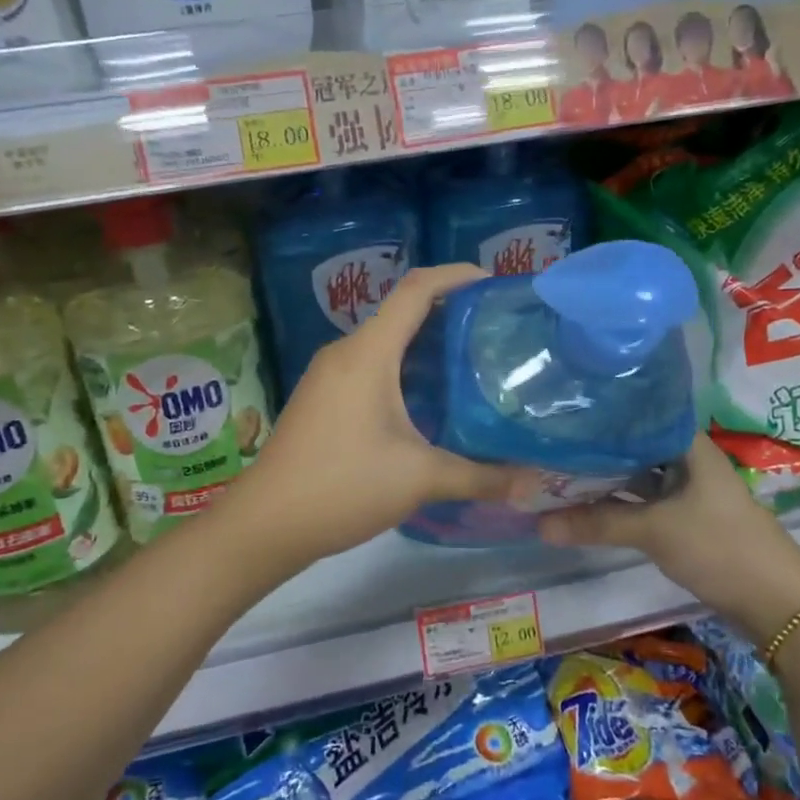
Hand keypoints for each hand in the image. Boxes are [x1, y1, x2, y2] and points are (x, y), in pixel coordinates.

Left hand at [211, 265, 525, 575]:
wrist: (265, 523)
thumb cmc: (342, 485)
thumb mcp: (419, 478)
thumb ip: (479, 476)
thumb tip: (534, 483)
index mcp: (368, 352)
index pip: (416, 289)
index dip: (456, 276)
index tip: (494, 282)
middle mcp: (346, 352)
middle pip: (402, 312)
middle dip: (449, 313)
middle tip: (495, 331)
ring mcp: (329, 375)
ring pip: (386, 342)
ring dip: (426, 345)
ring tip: (472, 363)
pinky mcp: (322, 398)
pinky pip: (370, 365)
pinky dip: (405, 368)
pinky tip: (430, 400)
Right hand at [537, 434, 799, 641]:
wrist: (779, 604)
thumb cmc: (720, 547)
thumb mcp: (655, 530)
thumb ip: (597, 524)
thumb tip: (539, 524)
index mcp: (688, 445)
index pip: (639, 414)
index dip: (603, 413)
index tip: (563, 411)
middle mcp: (688, 460)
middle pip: (635, 447)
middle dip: (597, 449)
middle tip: (549, 445)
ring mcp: (689, 491)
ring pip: (639, 476)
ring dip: (607, 479)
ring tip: (559, 472)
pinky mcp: (688, 519)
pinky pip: (646, 501)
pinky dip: (621, 503)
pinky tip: (590, 505)